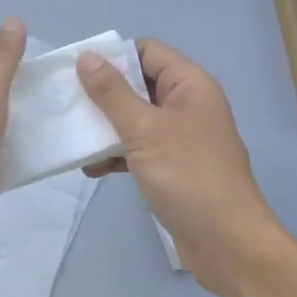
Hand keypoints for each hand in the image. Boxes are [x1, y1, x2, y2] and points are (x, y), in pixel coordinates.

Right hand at [77, 39, 282, 296]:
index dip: (114, 57)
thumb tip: (86, 56)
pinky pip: (140, 147)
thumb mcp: (143, 130)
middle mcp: (187, 104)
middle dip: (103, 94)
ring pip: (136, 118)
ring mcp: (181, 137)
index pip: (146, 51)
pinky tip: (92, 169)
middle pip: (138, 84)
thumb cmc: (188, 176)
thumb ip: (112, 93)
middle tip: (68, 103)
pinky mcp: (174, 166)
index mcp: (189, 85)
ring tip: (74, 138)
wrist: (229, 245)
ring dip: (106, 127)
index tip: (78, 71)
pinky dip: (117, 154)